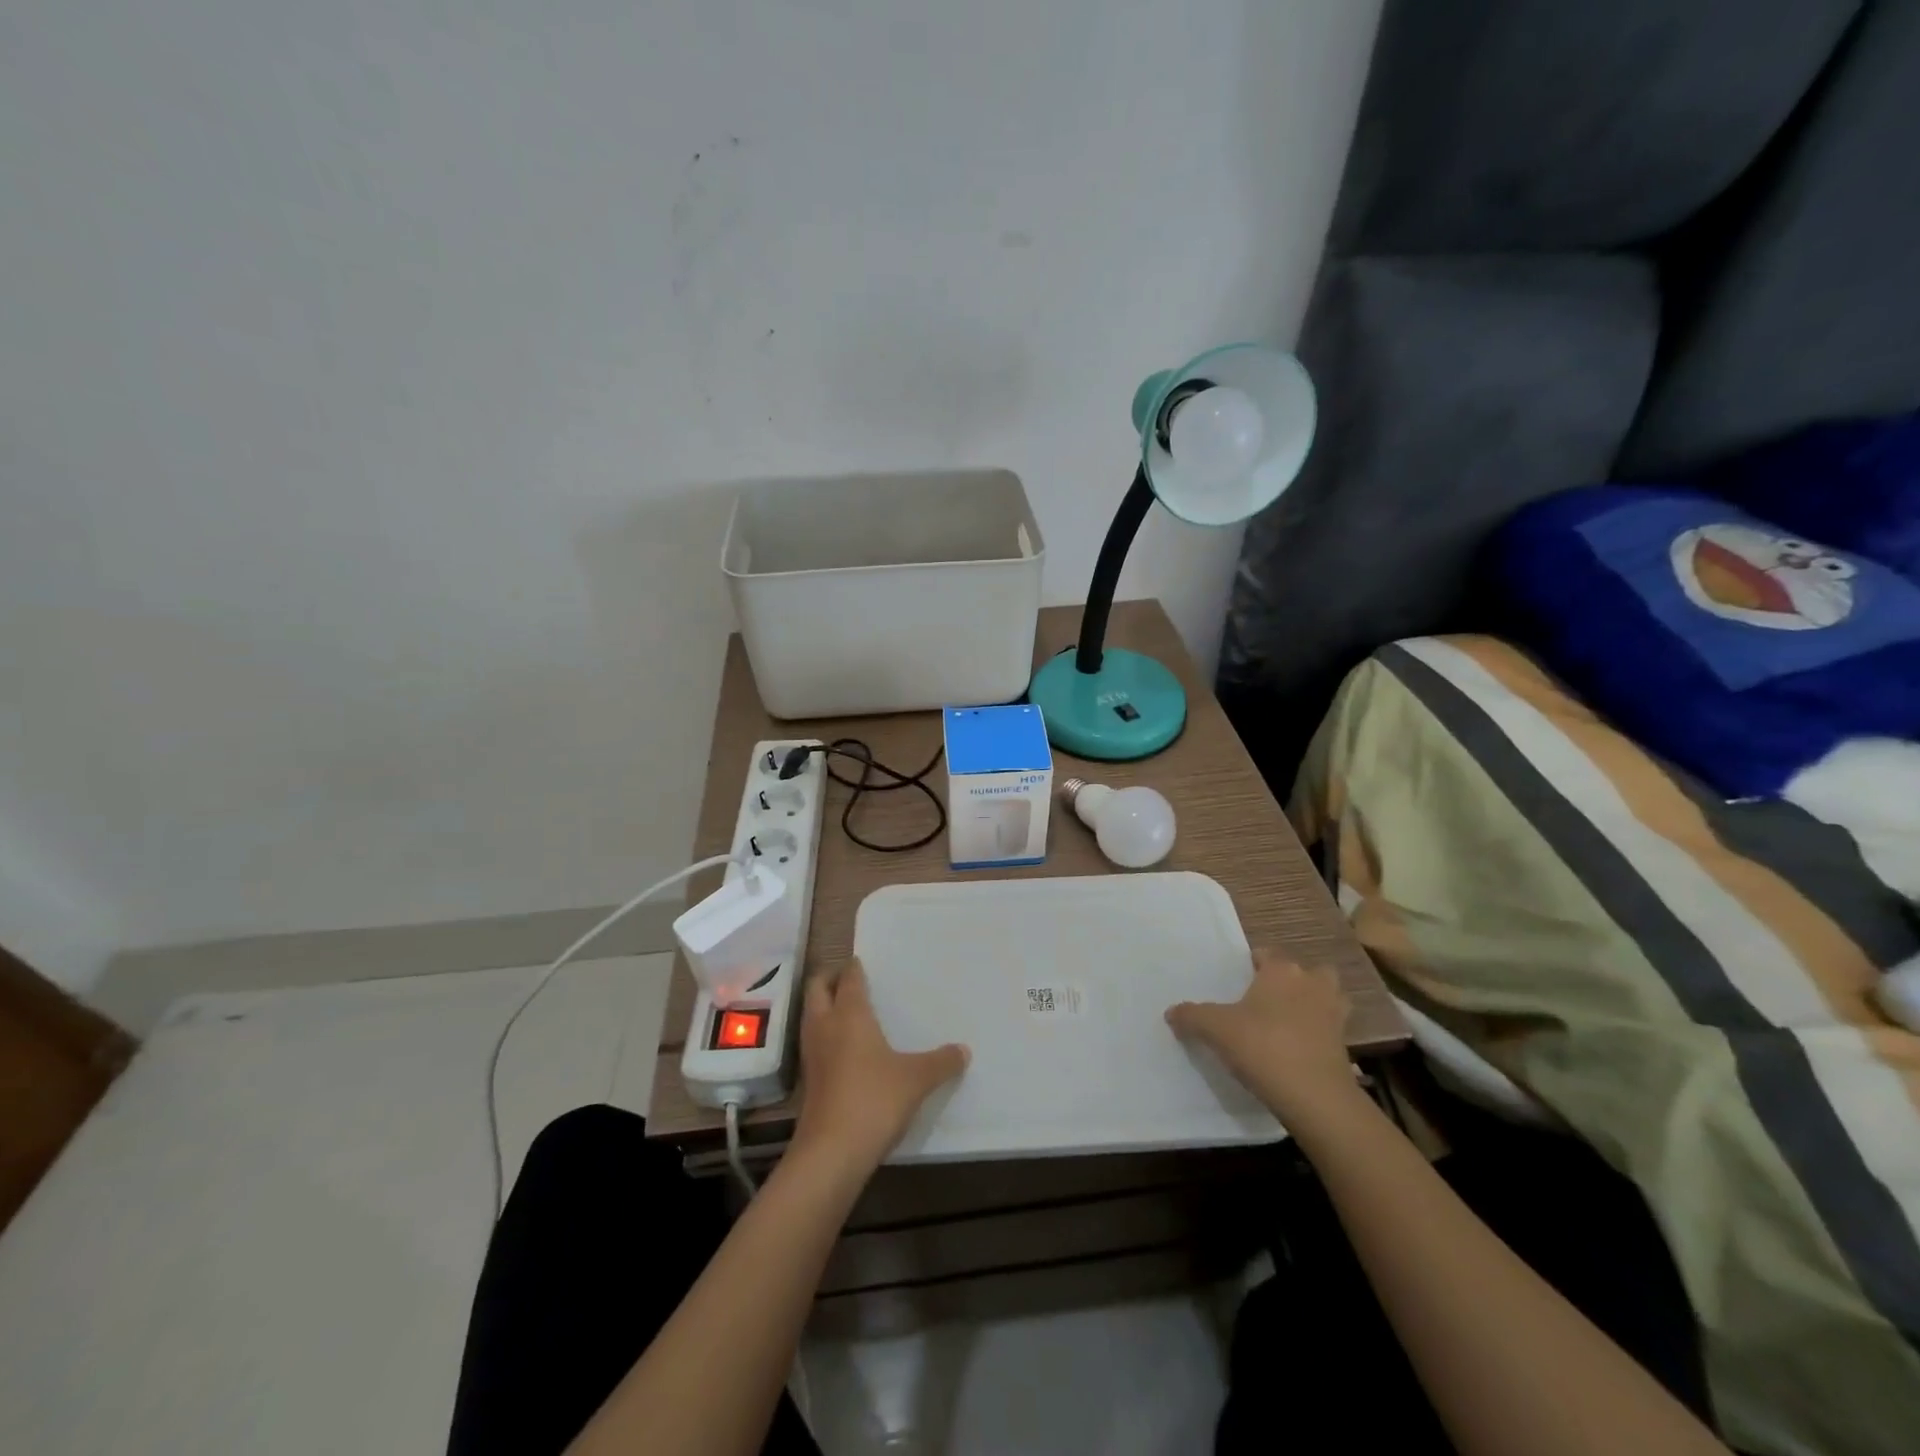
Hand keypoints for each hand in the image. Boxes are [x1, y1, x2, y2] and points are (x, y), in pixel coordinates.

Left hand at [790, 959, 968, 1180]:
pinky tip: (844, 1050)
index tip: (862, 961)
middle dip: (830, 979)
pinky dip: (824, 1035)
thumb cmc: (874, 1099)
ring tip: (848, 1011)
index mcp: (850, 1014)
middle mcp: (825, 1025)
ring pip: (811, 1015)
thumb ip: (941, 1062)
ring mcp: (812, 1053)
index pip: (848, 978)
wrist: (831, 1152)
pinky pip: (813, 1042)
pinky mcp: (808, 1080)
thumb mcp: (916, 1079)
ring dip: (824, 1007)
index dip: (854, 967)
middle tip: (850, 980)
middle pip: (817, 989)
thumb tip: (964, 1050)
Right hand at [1166, 949, 1359, 1126]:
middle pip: (1305, 972)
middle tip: (1267, 999)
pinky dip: (1318, 1034)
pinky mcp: (1346, 1045)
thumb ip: (1191, 1016)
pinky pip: (1330, 1029)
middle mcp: (1312, 984)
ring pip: (1326, 997)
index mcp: (1282, 971)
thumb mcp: (1215, 1030)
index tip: (1238, 980)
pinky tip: (1298, 1049)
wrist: (1315, 1097)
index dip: (1252, 964)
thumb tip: (1171, 1012)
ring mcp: (1334, 1014)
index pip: (1267, 954)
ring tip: (1287, 1021)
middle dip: (1291, 981)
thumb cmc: (1262, 1047)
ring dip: (1312, 1004)